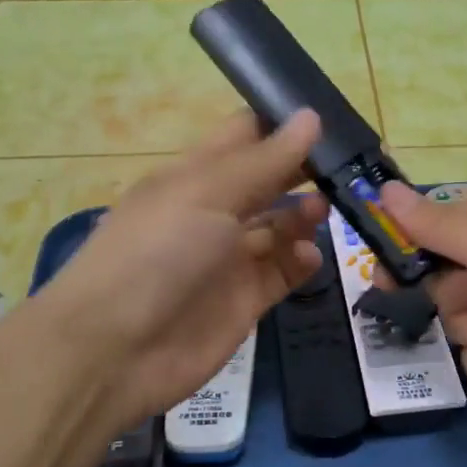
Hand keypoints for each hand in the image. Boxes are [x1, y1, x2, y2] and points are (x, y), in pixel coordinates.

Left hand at [36, 111, 326, 435]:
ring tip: (323, 210)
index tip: (331, 117)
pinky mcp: (244, 300)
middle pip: (268, 181)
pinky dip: (301, 261)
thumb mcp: (208, 193)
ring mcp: (229, 258)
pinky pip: (282, 272)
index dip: (283, 124)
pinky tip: (310, 256)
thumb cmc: (157, 252)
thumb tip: (311, 116)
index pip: (245, 137)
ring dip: (304, 215)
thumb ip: (265, 160)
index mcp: (195, 175)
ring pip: (279, 227)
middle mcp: (214, 212)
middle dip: (304, 170)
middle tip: (351, 165)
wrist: (115, 350)